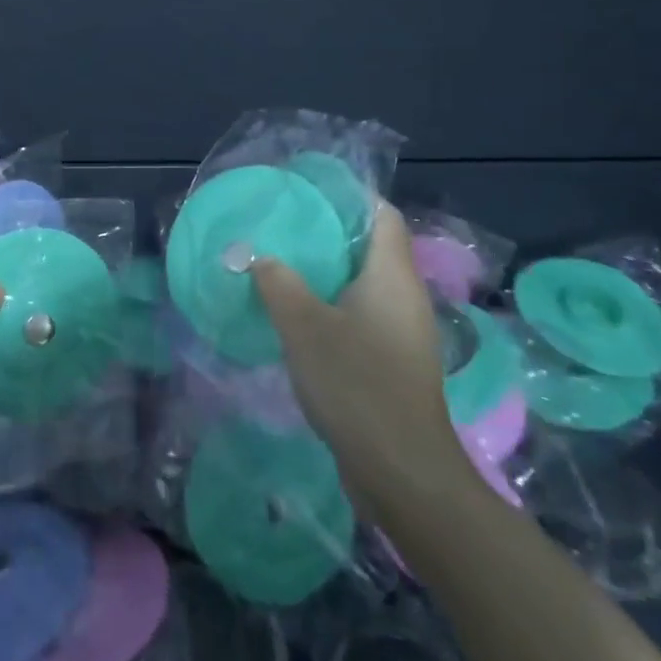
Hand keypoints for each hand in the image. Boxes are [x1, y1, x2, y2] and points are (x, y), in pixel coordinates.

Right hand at [250, 202, 466, 503]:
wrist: (402, 472)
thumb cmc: (357, 385)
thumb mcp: (304, 326)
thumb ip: (277, 283)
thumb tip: (256, 255)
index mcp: (392, 276)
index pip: (382, 214)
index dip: (351, 195)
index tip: (309, 188)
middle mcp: (405, 297)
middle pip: (371, 247)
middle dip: (329, 232)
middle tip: (283, 224)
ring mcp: (403, 333)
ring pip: (364, 284)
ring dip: (327, 271)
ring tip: (282, 263)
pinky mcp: (394, 363)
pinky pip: (362, 315)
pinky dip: (332, 305)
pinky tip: (298, 315)